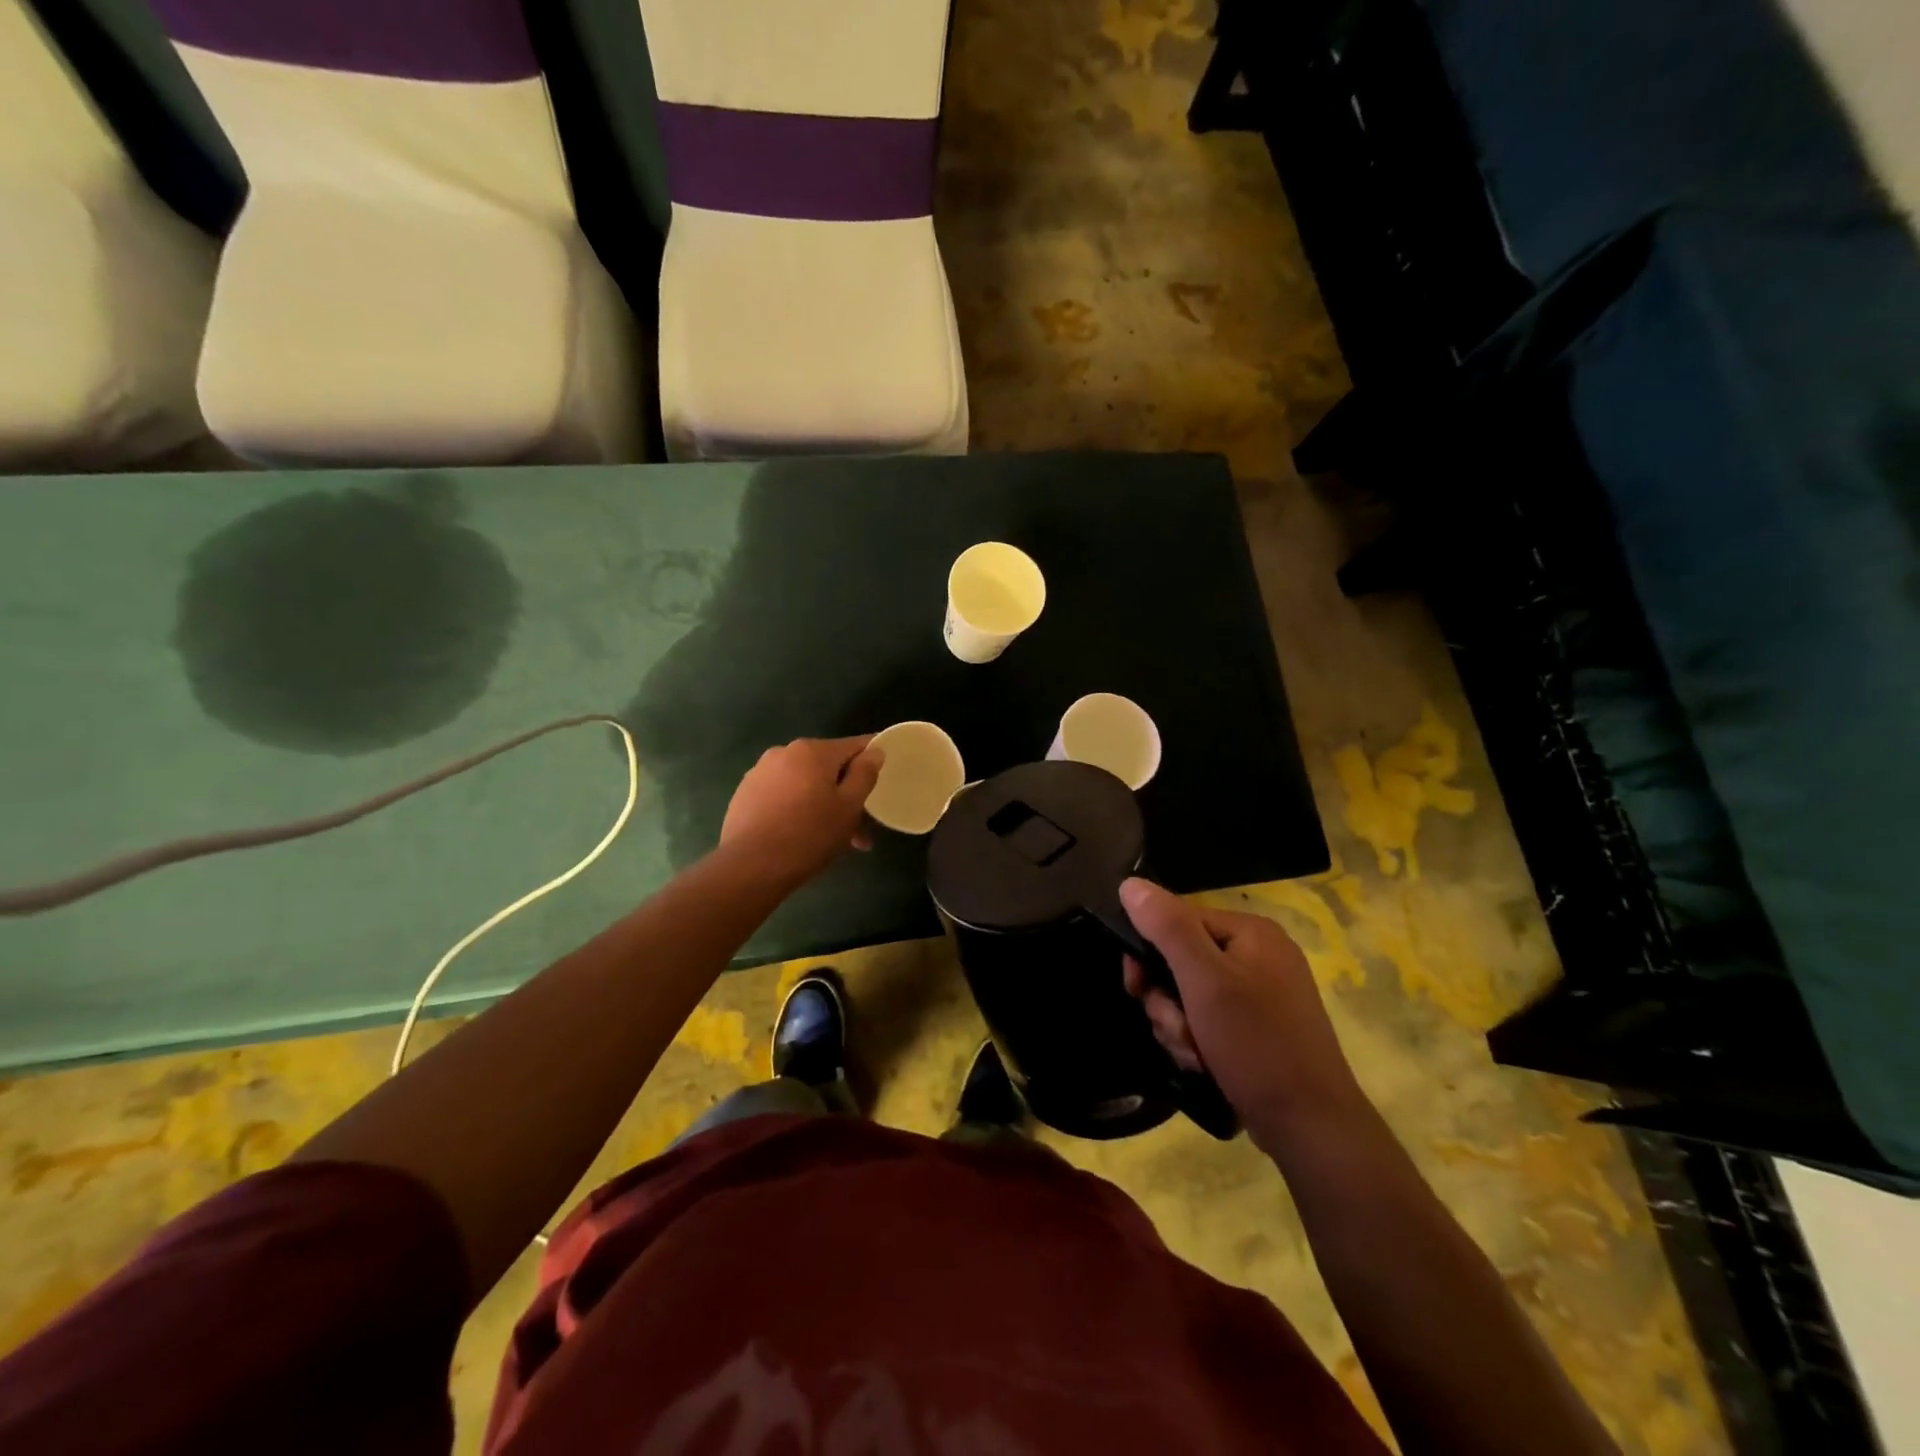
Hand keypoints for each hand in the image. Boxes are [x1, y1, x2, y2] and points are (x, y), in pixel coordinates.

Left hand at [719, 736, 884, 885]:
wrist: (750, 867)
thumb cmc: (809, 835)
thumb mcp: (849, 807)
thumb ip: (865, 774)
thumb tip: (874, 750)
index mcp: (813, 751)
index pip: (854, 745)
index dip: (872, 758)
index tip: (883, 776)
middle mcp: (784, 752)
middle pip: (827, 768)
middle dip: (846, 793)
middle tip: (859, 828)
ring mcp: (760, 772)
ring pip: (804, 784)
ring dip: (822, 805)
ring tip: (833, 841)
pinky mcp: (745, 794)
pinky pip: (782, 795)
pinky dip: (797, 810)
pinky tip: (801, 837)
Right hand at [1120, 878, 1367, 1149]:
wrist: (1311, 1127)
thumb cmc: (1256, 1043)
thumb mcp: (1204, 980)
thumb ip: (1166, 927)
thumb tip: (1130, 883)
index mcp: (1251, 931)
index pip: (1178, 920)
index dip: (1149, 952)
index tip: (1135, 987)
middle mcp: (1260, 955)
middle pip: (1182, 960)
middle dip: (1167, 999)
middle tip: (1175, 1029)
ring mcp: (1263, 994)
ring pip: (1191, 995)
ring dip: (1179, 1025)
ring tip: (1193, 1054)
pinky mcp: (1261, 1029)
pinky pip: (1210, 1020)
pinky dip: (1199, 1041)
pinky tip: (1204, 1064)